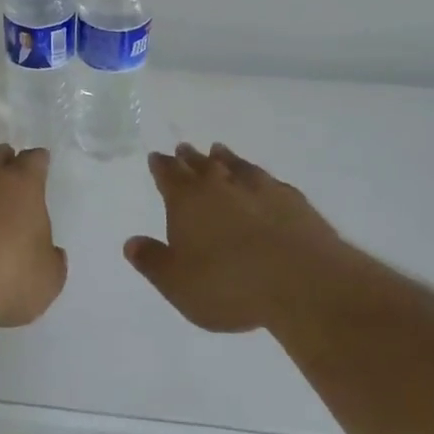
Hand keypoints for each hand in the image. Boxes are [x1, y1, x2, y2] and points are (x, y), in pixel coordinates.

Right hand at [126, 142, 353, 332]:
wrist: (303, 282)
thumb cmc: (229, 285)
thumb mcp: (178, 284)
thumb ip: (152, 261)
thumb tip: (131, 242)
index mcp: (187, 199)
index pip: (168, 174)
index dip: (161, 166)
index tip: (156, 157)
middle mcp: (221, 184)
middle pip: (200, 164)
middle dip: (189, 158)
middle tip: (183, 148)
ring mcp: (260, 188)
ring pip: (235, 165)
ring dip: (224, 158)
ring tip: (219, 151)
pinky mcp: (292, 200)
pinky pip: (268, 180)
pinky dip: (258, 178)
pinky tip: (263, 181)